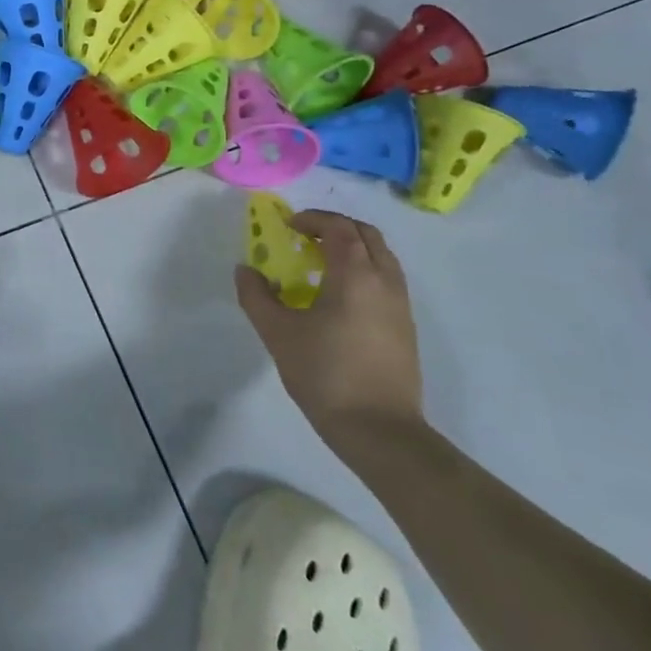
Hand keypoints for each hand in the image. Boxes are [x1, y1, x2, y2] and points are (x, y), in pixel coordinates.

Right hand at [234, 209, 422, 443]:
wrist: (379, 430)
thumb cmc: (325, 374)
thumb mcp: (277, 333)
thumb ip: (256, 296)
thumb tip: (246, 270)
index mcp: (355, 275)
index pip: (339, 228)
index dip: (313, 219)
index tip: (288, 226)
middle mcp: (385, 282)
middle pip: (367, 235)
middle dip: (335, 227)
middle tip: (304, 237)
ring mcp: (400, 305)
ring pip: (381, 257)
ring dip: (352, 249)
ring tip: (319, 265)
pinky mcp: (405, 328)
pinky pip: (386, 281)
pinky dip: (363, 271)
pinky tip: (337, 298)